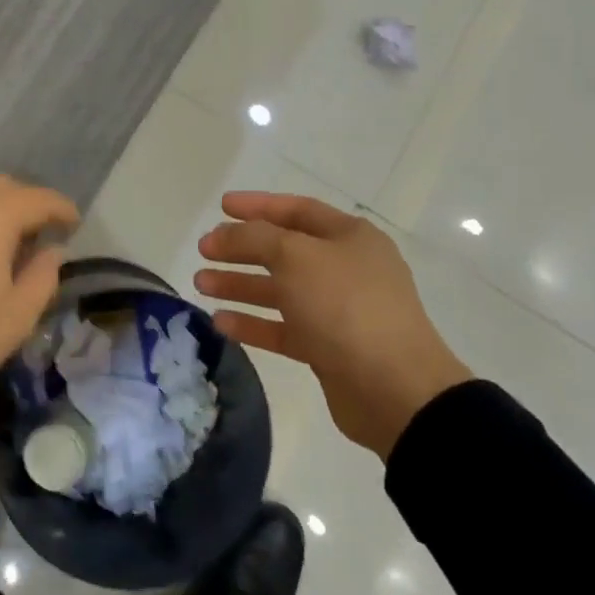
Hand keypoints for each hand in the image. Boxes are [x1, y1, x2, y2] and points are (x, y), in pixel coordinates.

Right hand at [196, 193, 471, 458]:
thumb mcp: (295, 256)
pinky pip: (283, 328)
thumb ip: (254, 237)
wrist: (393, 389)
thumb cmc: (345, 306)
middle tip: (203, 250)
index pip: (297, 210)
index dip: (257, 205)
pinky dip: (253, 323)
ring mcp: (338, 311)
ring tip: (201, 283)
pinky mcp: (328, 349)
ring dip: (240, 285)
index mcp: (349, 237)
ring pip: (280, 290)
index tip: (221, 207)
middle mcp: (346, 269)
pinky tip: (220, 322)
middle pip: (283, 250)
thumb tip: (226, 234)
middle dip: (241, 248)